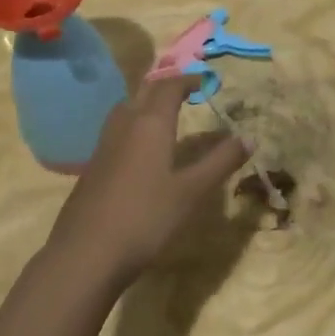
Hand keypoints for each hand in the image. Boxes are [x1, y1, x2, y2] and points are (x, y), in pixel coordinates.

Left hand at [47, 76, 251, 291]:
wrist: (85, 255)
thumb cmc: (145, 218)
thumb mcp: (191, 192)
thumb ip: (220, 162)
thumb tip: (249, 137)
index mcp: (150, 124)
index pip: (169, 87)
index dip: (188, 80)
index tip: (206, 82)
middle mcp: (125, 126)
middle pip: (144, 92)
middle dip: (166, 87)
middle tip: (186, 92)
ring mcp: (104, 146)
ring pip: (125, 109)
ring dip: (145, 103)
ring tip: (162, 115)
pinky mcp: (92, 168)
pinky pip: (115, 132)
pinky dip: (132, 126)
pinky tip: (139, 152)